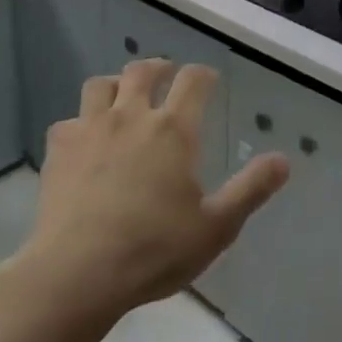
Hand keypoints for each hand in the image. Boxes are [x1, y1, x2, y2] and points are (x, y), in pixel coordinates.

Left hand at [7, 60, 288, 322]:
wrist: (77, 273)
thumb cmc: (154, 249)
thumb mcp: (216, 227)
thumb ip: (251, 190)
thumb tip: (283, 160)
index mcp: (172, 131)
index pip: (193, 81)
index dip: (204, 75)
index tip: (209, 80)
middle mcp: (131, 117)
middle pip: (142, 71)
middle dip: (158, 68)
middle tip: (166, 75)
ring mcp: (89, 130)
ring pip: (100, 85)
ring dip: (115, 84)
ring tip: (122, 98)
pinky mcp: (58, 150)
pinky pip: (68, 121)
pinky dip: (80, 124)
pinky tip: (84, 142)